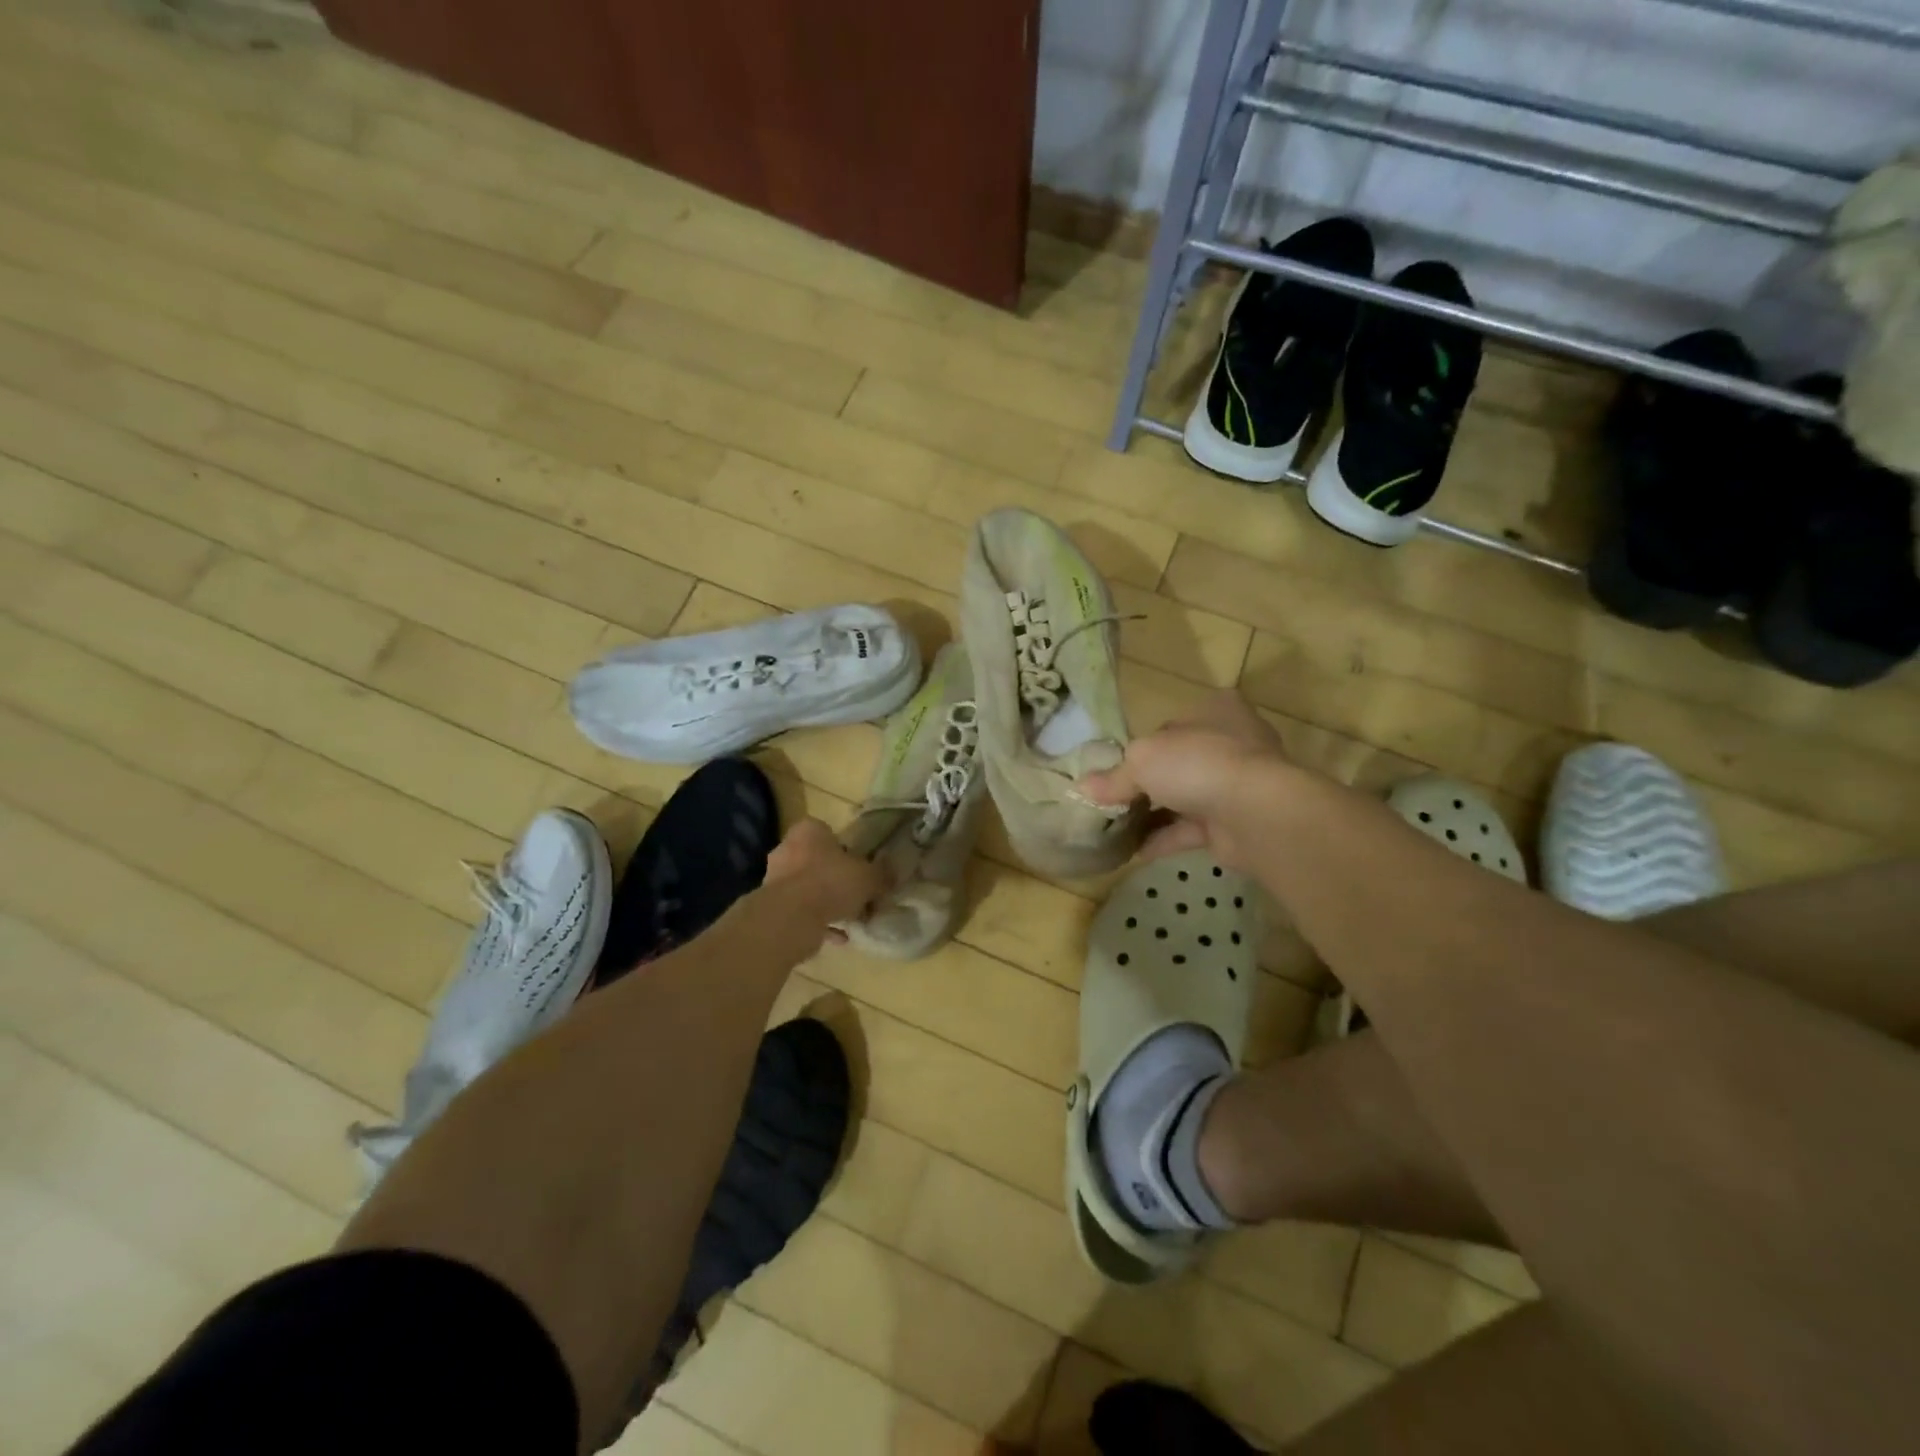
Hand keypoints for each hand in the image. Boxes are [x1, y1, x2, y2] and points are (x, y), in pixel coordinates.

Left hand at [764, 819, 888, 935]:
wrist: (790, 918)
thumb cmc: (830, 882)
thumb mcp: (868, 877)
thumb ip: (881, 875)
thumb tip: (892, 874)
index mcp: (808, 831)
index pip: (828, 833)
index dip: (846, 850)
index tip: (860, 867)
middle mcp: (787, 849)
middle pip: (817, 861)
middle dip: (836, 878)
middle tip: (857, 893)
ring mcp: (775, 879)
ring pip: (809, 888)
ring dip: (827, 902)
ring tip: (851, 918)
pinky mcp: (772, 907)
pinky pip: (802, 912)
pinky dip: (819, 922)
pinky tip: (839, 936)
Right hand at [1081, 691, 1293, 869]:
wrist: (1256, 812)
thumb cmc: (1197, 764)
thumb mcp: (1142, 759)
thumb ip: (1114, 776)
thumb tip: (1082, 788)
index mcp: (1215, 710)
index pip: (1170, 725)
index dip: (1141, 746)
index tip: (1115, 768)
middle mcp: (1231, 742)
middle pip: (1178, 762)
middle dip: (1147, 784)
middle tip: (1112, 801)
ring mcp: (1238, 784)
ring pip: (1185, 797)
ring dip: (1154, 814)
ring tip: (1116, 828)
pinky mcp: (1237, 821)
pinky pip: (1192, 829)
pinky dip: (1164, 839)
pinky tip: (1134, 852)